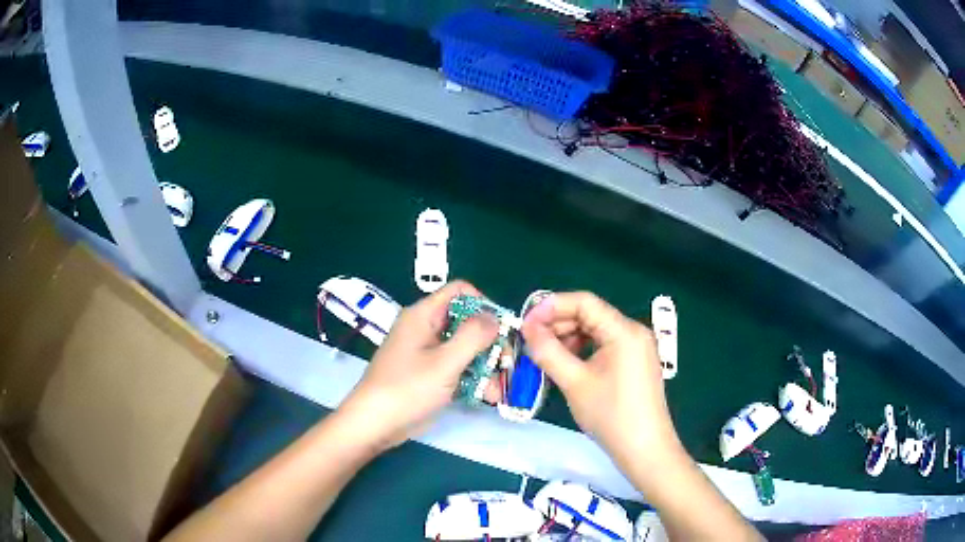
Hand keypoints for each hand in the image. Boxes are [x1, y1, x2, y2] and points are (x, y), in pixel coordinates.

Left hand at [337, 281, 498, 452]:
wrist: (375, 424)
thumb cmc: (407, 388)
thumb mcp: (444, 362)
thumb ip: (473, 336)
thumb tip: (495, 317)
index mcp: (424, 316)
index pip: (460, 292)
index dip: (484, 305)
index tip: (501, 329)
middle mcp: (426, 329)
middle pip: (466, 322)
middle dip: (490, 342)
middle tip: (507, 363)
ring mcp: (427, 353)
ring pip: (465, 349)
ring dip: (485, 366)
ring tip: (498, 389)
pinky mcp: (429, 375)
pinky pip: (456, 368)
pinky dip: (472, 379)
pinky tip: (486, 396)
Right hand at [522, 292, 679, 466]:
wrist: (644, 450)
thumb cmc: (611, 415)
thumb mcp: (574, 382)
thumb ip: (548, 351)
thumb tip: (527, 327)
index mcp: (624, 330)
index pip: (584, 302)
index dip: (551, 307)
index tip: (525, 322)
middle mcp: (633, 332)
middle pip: (590, 314)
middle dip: (558, 324)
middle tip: (530, 341)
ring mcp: (636, 348)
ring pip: (595, 331)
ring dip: (568, 338)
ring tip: (545, 355)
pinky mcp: (634, 363)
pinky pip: (604, 346)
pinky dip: (582, 350)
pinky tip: (566, 364)